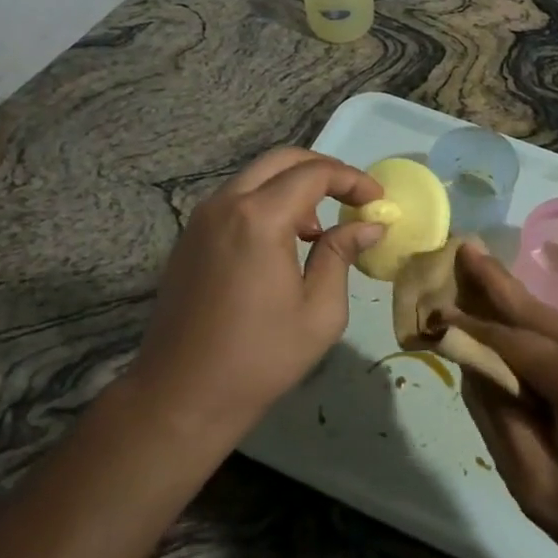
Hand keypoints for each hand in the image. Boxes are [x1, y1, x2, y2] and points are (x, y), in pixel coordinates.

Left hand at [132, 148, 382, 434]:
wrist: (181, 396)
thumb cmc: (259, 359)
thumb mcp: (319, 312)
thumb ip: (341, 256)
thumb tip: (368, 226)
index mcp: (259, 219)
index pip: (313, 174)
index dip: (351, 179)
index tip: (377, 200)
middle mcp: (226, 205)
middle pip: (281, 161)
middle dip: (323, 170)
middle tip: (353, 196)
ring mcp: (202, 218)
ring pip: (256, 177)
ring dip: (293, 186)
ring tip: (319, 227)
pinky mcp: (190, 237)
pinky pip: (236, 199)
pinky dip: (267, 202)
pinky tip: (284, 242)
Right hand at [446, 244, 557, 557]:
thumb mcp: (541, 487)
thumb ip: (502, 421)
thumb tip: (477, 371)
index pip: (505, 339)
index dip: (466, 326)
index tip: (431, 308)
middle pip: (533, 311)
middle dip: (494, 282)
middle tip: (464, 248)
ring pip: (556, 322)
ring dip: (518, 306)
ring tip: (484, 277)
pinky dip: (543, 330)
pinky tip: (527, 330)